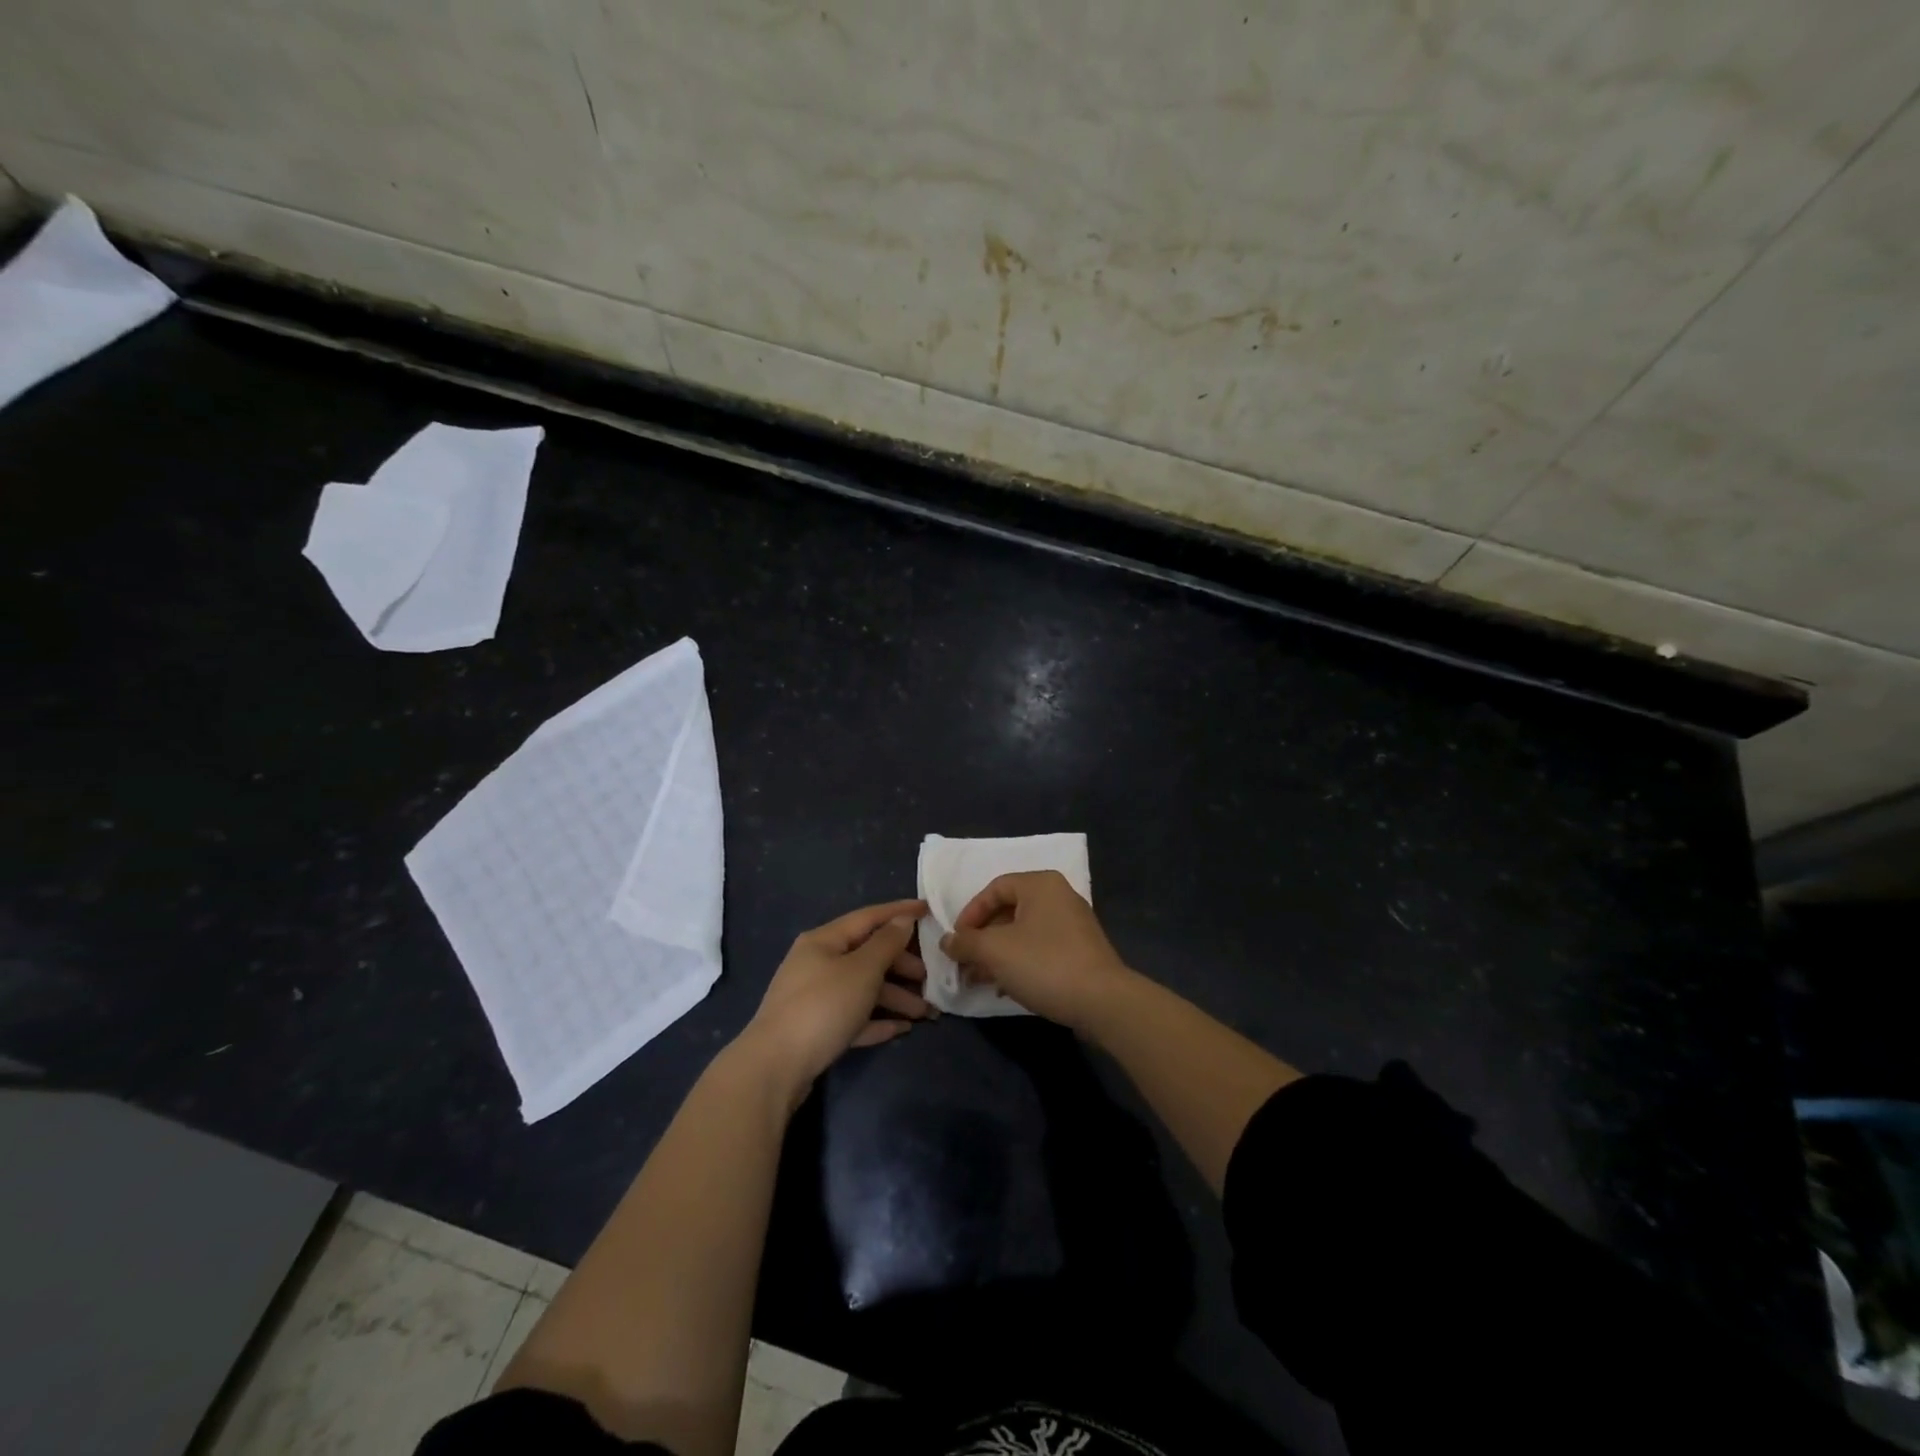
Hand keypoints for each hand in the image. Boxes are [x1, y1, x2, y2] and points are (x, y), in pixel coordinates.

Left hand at [744, 899, 933, 1094]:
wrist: (774, 1068)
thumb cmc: (822, 1007)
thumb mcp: (861, 970)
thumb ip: (886, 944)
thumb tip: (902, 920)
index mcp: (824, 941)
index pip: (868, 917)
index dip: (899, 912)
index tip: (929, 909)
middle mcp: (817, 963)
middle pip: (868, 955)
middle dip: (902, 965)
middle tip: (930, 978)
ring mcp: (814, 997)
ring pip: (863, 989)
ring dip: (895, 998)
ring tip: (925, 1014)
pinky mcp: (815, 1029)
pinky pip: (854, 1017)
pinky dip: (877, 1020)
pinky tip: (901, 1029)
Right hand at [941, 871, 1131, 1028]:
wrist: (1102, 1002)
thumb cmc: (1044, 964)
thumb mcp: (995, 951)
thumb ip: (965, 943)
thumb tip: (946, 941)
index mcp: (1040, 884)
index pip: (994, 888)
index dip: (970, 914)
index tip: (956, 940)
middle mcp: (1058, 896)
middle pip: (1008, 911)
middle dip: (982, 939)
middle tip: (964, 963)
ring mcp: (1073, 924)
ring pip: (1023, 933)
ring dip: (997, 954)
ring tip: (978, 979)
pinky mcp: (1080, 951)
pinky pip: (1040, 949)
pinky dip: (1019, 963)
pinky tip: (1005, 988)